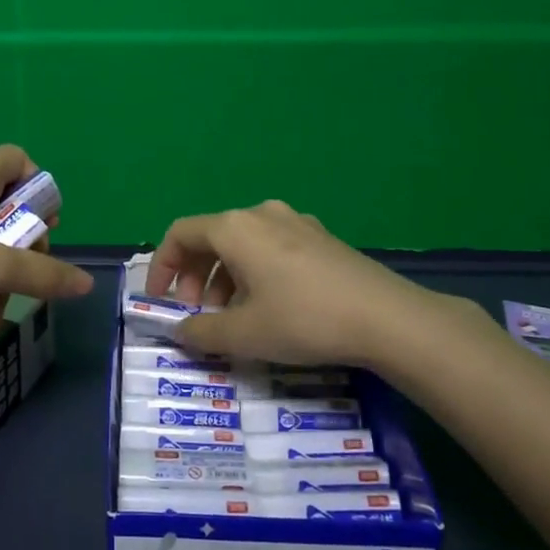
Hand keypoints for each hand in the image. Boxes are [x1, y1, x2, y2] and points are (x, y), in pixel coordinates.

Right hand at [146, 199, 487, 371]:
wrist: (388, 318)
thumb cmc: (304, 320)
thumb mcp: (244, 334)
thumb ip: (201, 332)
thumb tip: (180, 331)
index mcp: (235, 228)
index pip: (180, 234)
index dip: (163, 267)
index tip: (161, 301)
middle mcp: (262, 214)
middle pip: (211, 238)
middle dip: (196, 278)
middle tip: (198, 316)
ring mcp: (296, 222)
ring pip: (242, 245)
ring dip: (225, 279)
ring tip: (233, 319)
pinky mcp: (321, 238)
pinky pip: (271, 248)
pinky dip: (254, 273)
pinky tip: (270, 307)